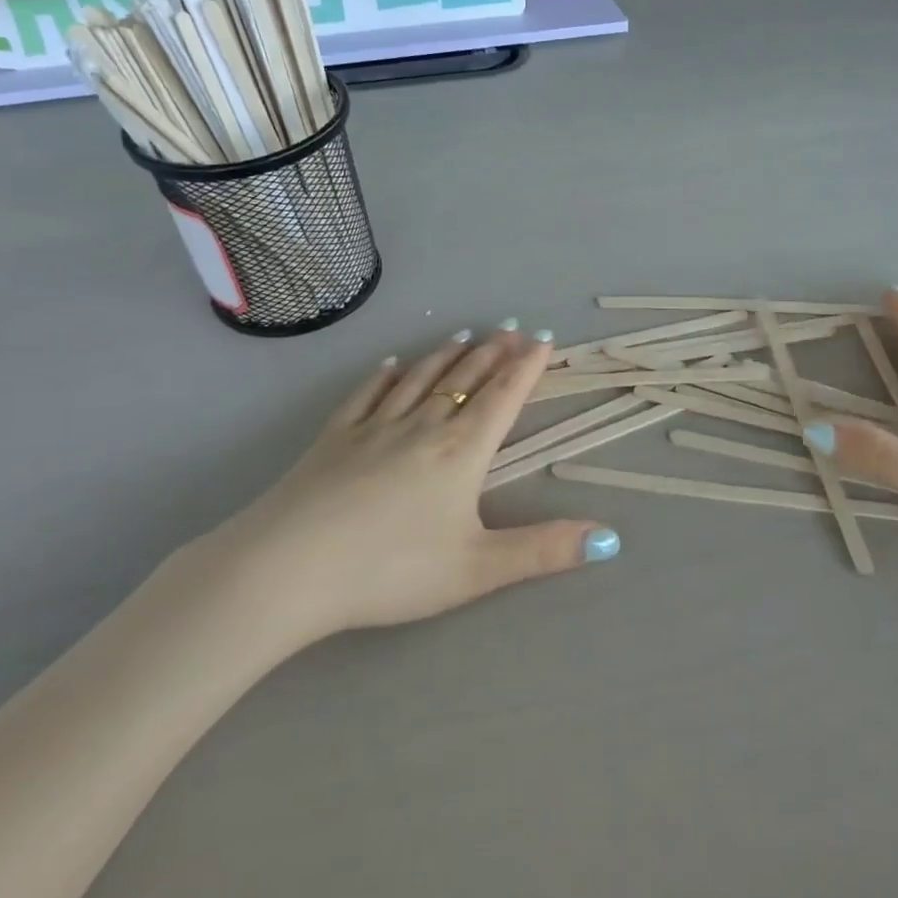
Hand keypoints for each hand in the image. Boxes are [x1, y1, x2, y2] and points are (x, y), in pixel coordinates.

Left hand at [204, 327, 617, 649]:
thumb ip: (543, 552)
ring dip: (447, 356)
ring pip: (420, 379)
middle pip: (465, 379)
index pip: (502, 398)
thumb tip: (610, 538)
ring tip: (467, 335)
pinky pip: (367, 394)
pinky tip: (392, 364)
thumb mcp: (477, 569)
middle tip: (511, 328)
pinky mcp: (334, 437)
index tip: (542, 340)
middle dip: (493, 353)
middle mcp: (422, 426)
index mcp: (461, 452)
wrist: (288, 568)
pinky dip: (385, 375)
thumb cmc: (390, 569)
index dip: (526, 368)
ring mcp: (374, 427)